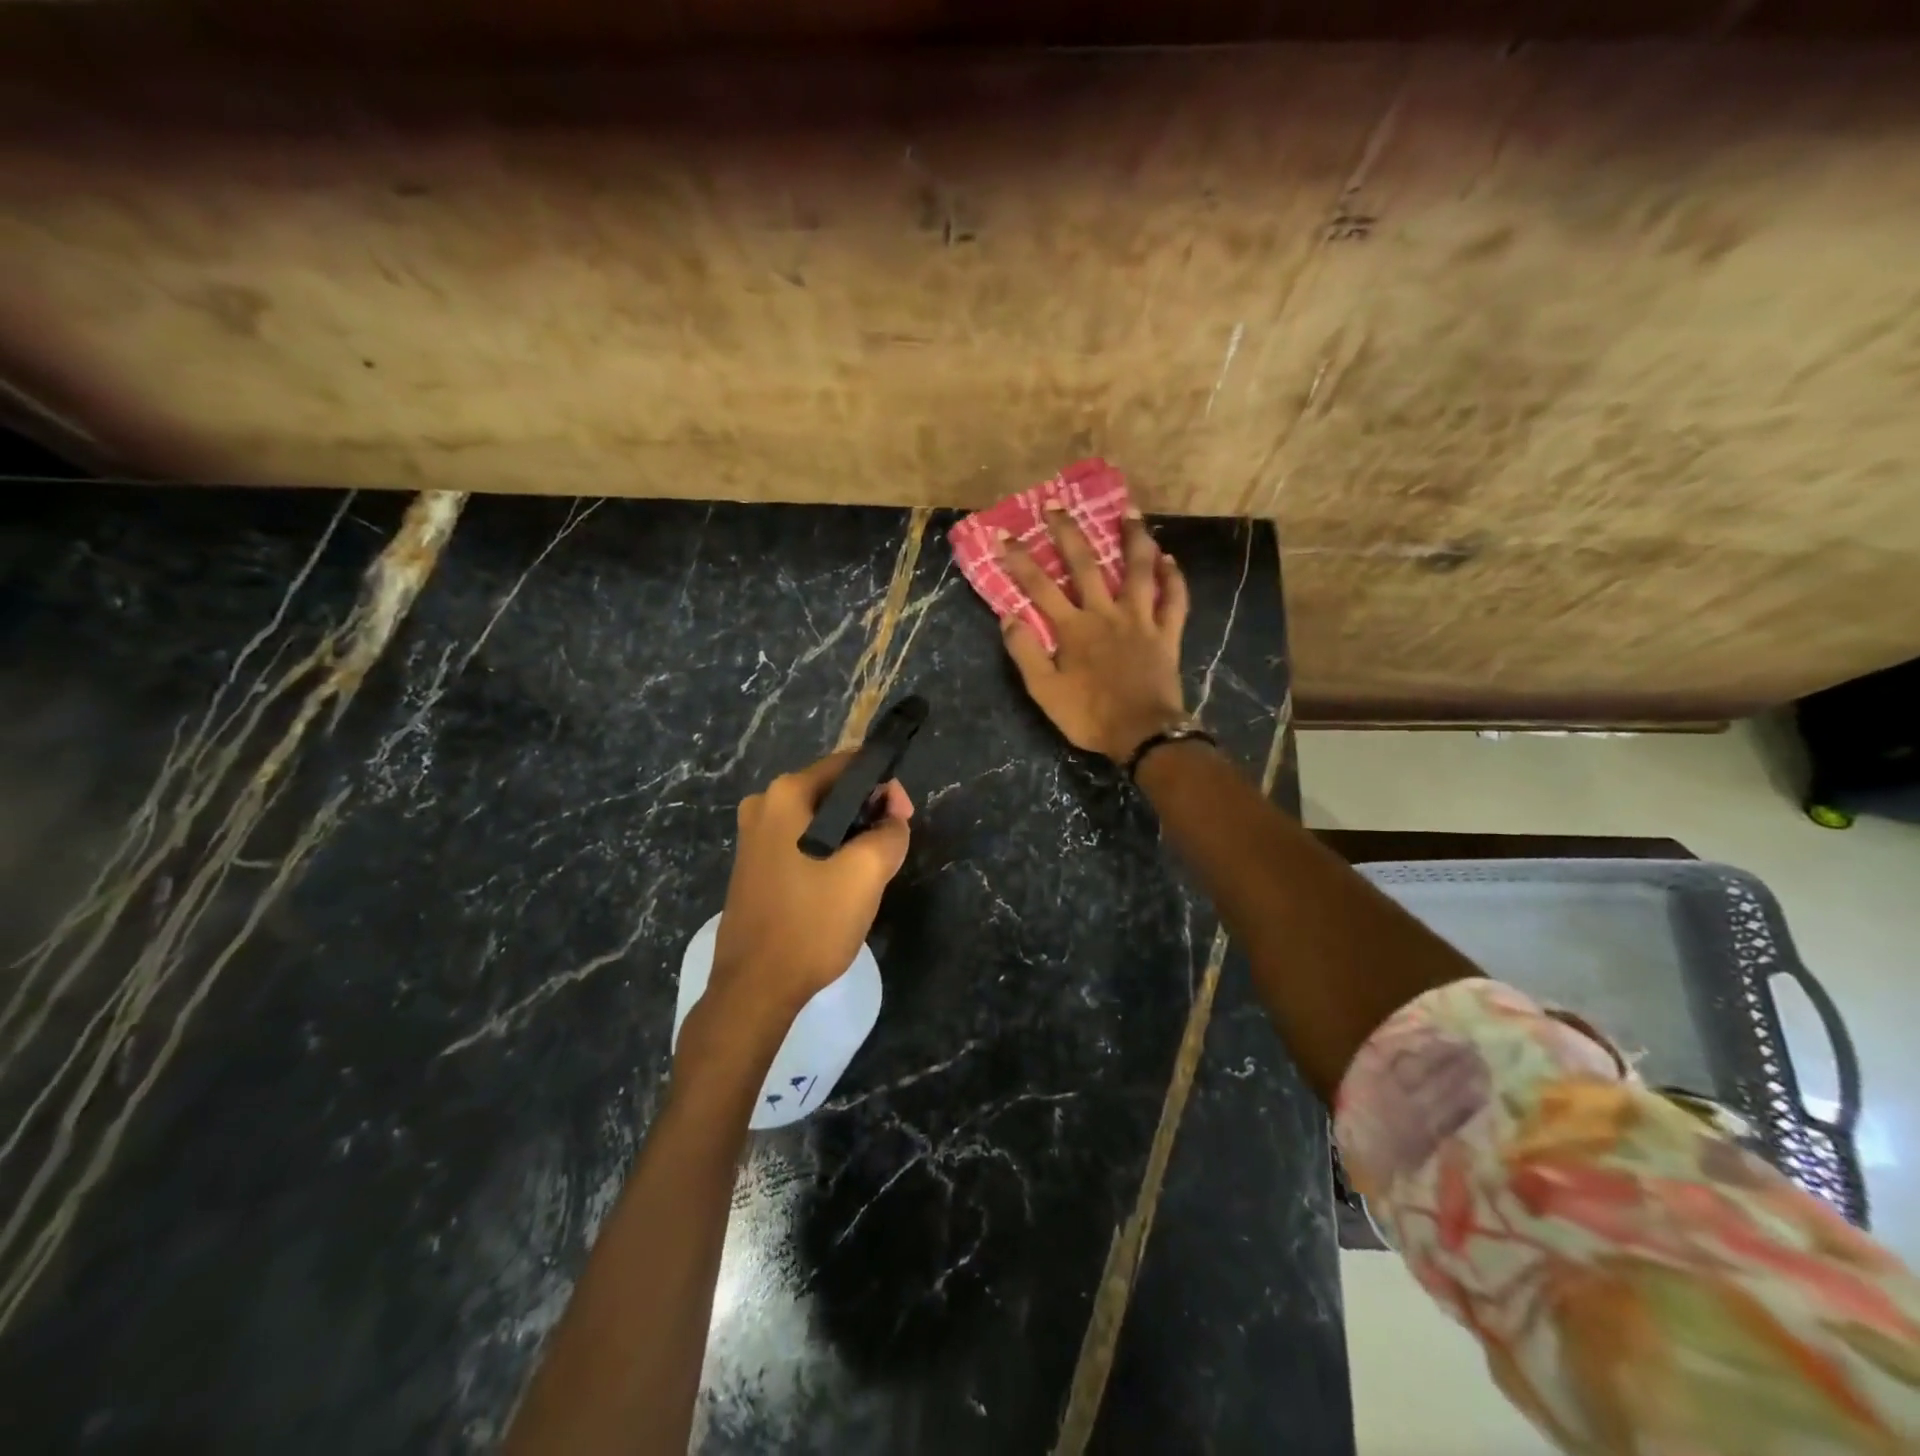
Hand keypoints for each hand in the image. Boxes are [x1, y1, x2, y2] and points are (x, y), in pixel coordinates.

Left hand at [693, 752, 912, 1059]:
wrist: (755, 988)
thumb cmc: (811, 922)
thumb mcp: (867, 873)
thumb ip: (890, 833)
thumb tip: (892, 821)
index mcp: (785, 795)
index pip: (848, 764)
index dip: (884, 786)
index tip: (903, 820)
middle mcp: (762, 805)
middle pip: (832, 791)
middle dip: (868, 813)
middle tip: (891, 848)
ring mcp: (753, 837)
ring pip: (819, 820)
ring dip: (850, 836)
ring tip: (870, 872)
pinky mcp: (753, 866)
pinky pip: (801, 842)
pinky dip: (827, 853)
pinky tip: (840, 886)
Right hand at [997, 505, 1191, 761]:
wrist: (1142, 734)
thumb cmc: (1089, 716)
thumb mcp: (1044, 691)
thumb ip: (1026, 652)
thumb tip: (1008, 616)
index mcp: (1073, 628)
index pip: (1039, 586)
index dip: (1019, 560)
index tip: (1003, 536)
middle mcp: (1106, 613)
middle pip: (1086, 565)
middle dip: (1068, 533)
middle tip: (1056, 506)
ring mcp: (1141, 620)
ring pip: (1139, 570)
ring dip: (1134, 539)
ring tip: (1131, 512)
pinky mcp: (1167, 634)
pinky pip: (1174, 600)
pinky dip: (1174, 578)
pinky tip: (1169, 560)